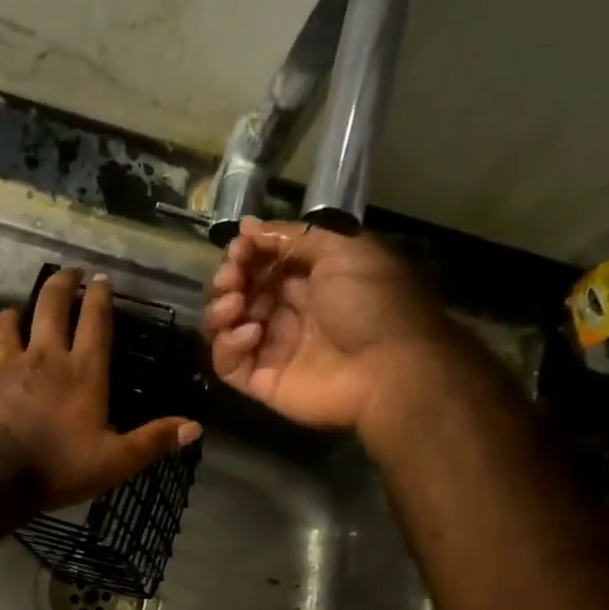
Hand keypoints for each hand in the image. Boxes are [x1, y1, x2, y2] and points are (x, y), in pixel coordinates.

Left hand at [0, 268, 201, 510]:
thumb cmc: (57, 468)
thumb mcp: (114, 462)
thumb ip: (152, 442)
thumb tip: (195, 427)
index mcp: (82, 371)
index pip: (96, 320)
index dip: (100, 296)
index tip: (102, 279)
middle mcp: (43, 357)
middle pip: (50, 305)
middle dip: (61, 283)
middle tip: (68, 273)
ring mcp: (4, 366)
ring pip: (6, 322)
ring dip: (15, 313)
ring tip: (19, 313)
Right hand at [204, 216, 454, 434]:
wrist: (389, 368)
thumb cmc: (372, 303)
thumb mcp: (342, 250)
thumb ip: (293, 237)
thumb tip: (246, 227)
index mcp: (308, 281)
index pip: (259, 265)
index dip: (244, 254)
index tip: (239, 249)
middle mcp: (286, 313)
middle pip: (236, 294)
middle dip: (226, 280)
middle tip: (232, 277)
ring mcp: (271, 349)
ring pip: (224, 328)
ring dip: (219, 310)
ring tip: (235, 303)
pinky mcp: (261, 382)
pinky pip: (227, 364)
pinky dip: (228, 345)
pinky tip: (251, 333)